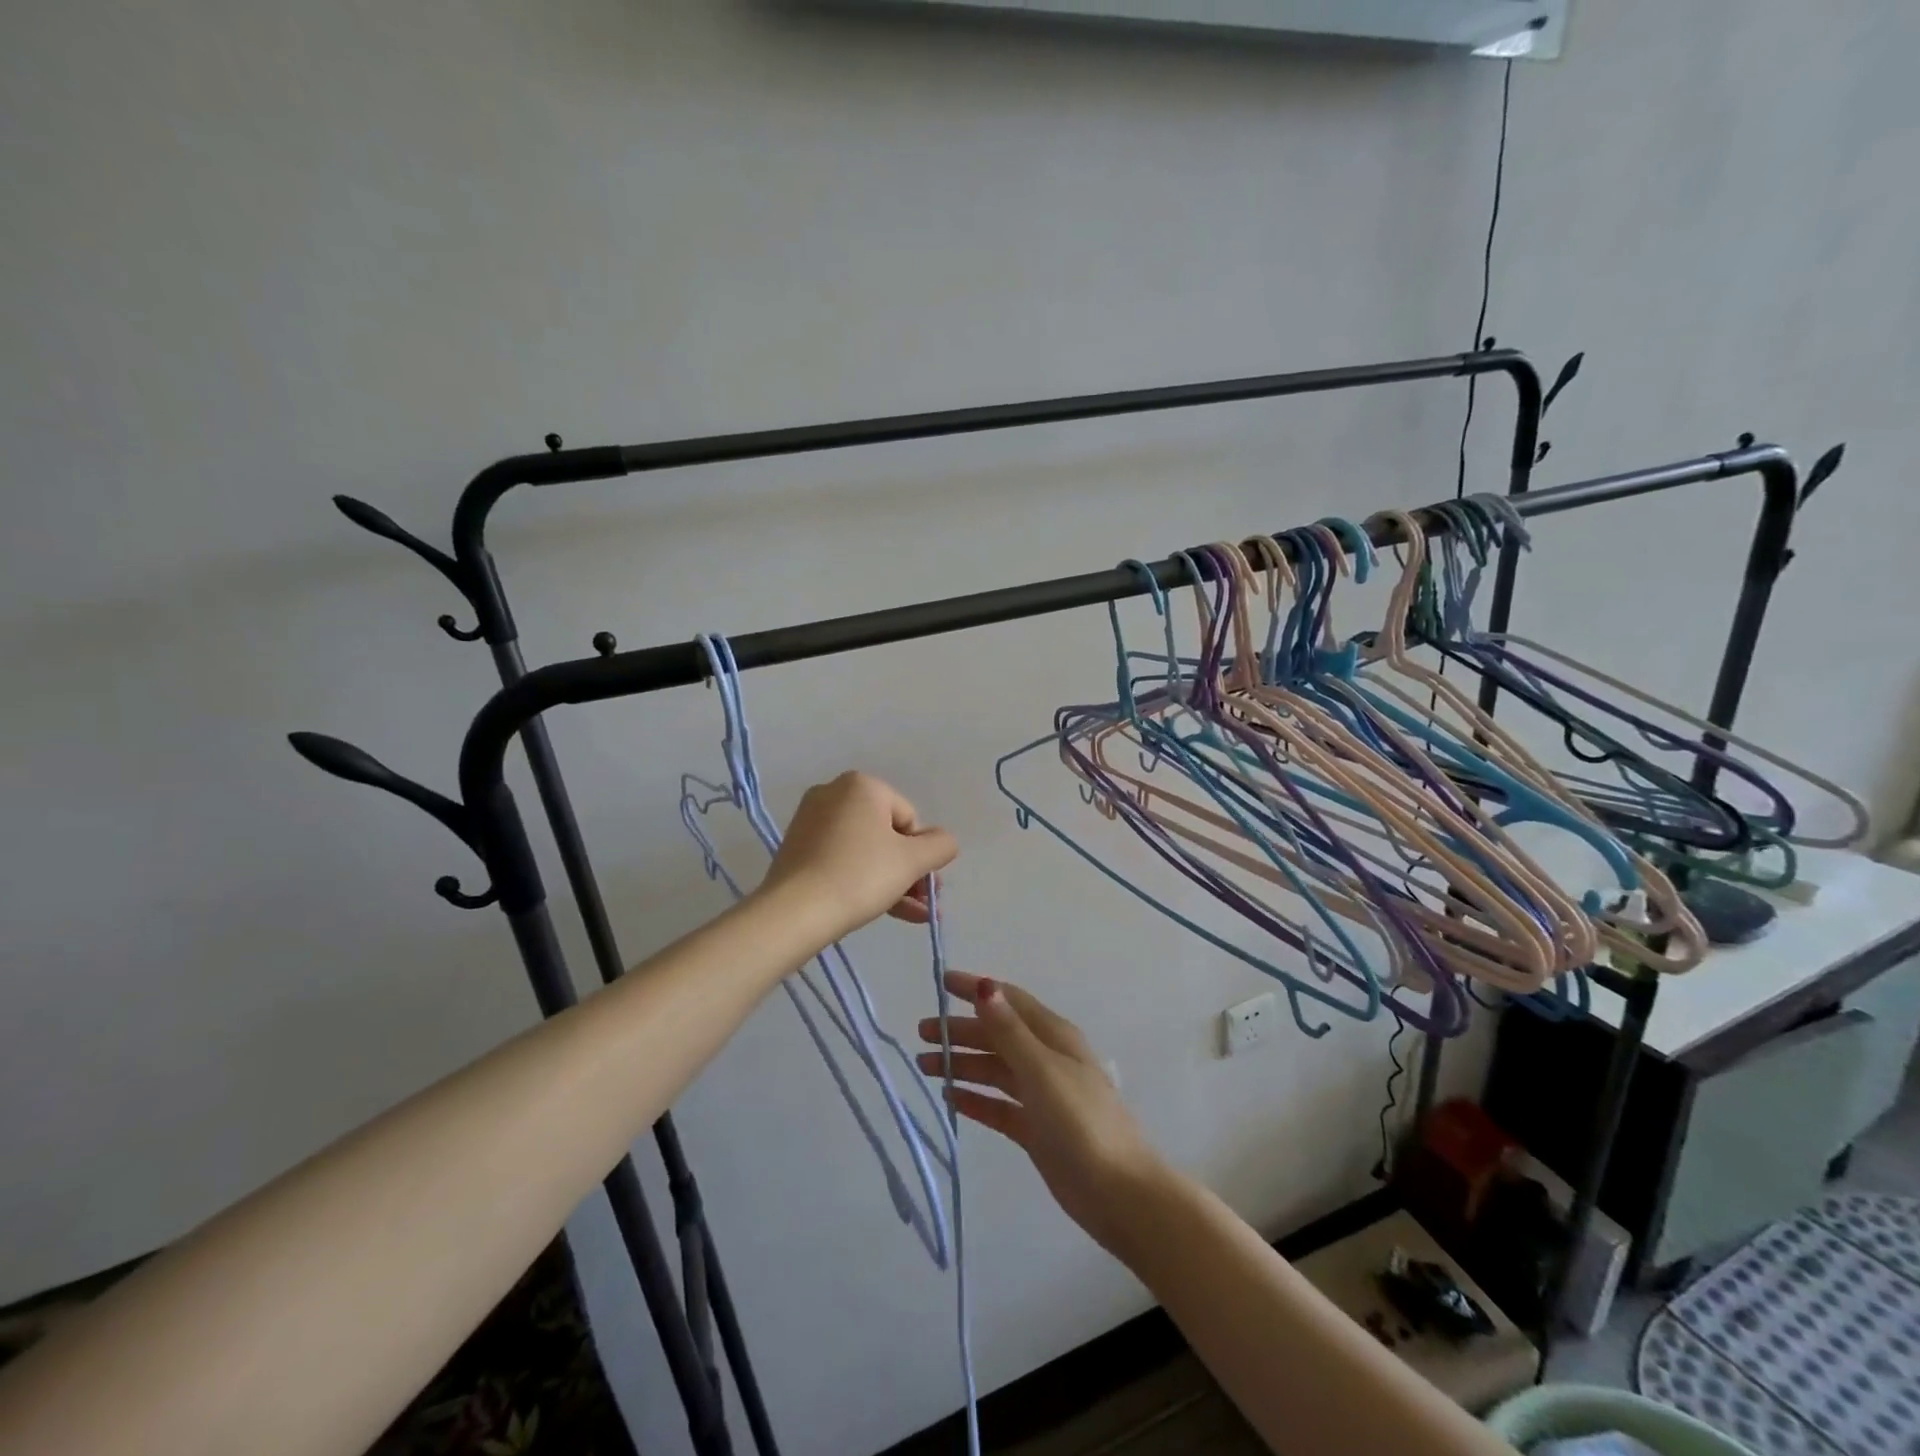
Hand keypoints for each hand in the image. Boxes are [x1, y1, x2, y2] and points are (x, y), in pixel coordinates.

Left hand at [759, 771, 957, 940]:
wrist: (795, 911)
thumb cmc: (860, 875)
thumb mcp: (912, 861)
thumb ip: (940, 846)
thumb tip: (943, 841)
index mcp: (862, 785)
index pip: (909, 819)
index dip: (920, 854)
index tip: (923, 885)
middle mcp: (833, 794)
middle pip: (886, 834)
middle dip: (908, 871)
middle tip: (922, 904)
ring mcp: (810, 821)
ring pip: (864, 851)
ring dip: (891, 881)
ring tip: (910, 915)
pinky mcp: (797, 848)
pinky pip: (841, 860)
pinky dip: (861, 881)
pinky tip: (881, 910)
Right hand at [918, 973, 1167, 1251]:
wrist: (1120, 1193)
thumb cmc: (1082, 1122)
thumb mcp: (1042, 1070)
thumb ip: (1009, 1031)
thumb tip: (983, 985)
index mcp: (1054, 1036)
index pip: (1009, 1001)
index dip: (976, 989)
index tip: (941, 982)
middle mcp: (1046, 1059)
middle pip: (997, 1035)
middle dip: (961, 1030)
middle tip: (922, 1034)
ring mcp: (1041, 1095)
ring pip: (994, 1070)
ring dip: (962, 1064)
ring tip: (925, 1066)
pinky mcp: (1035, 1129)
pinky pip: (998, 1106)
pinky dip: (974, 1099)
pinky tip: (950, 1098)